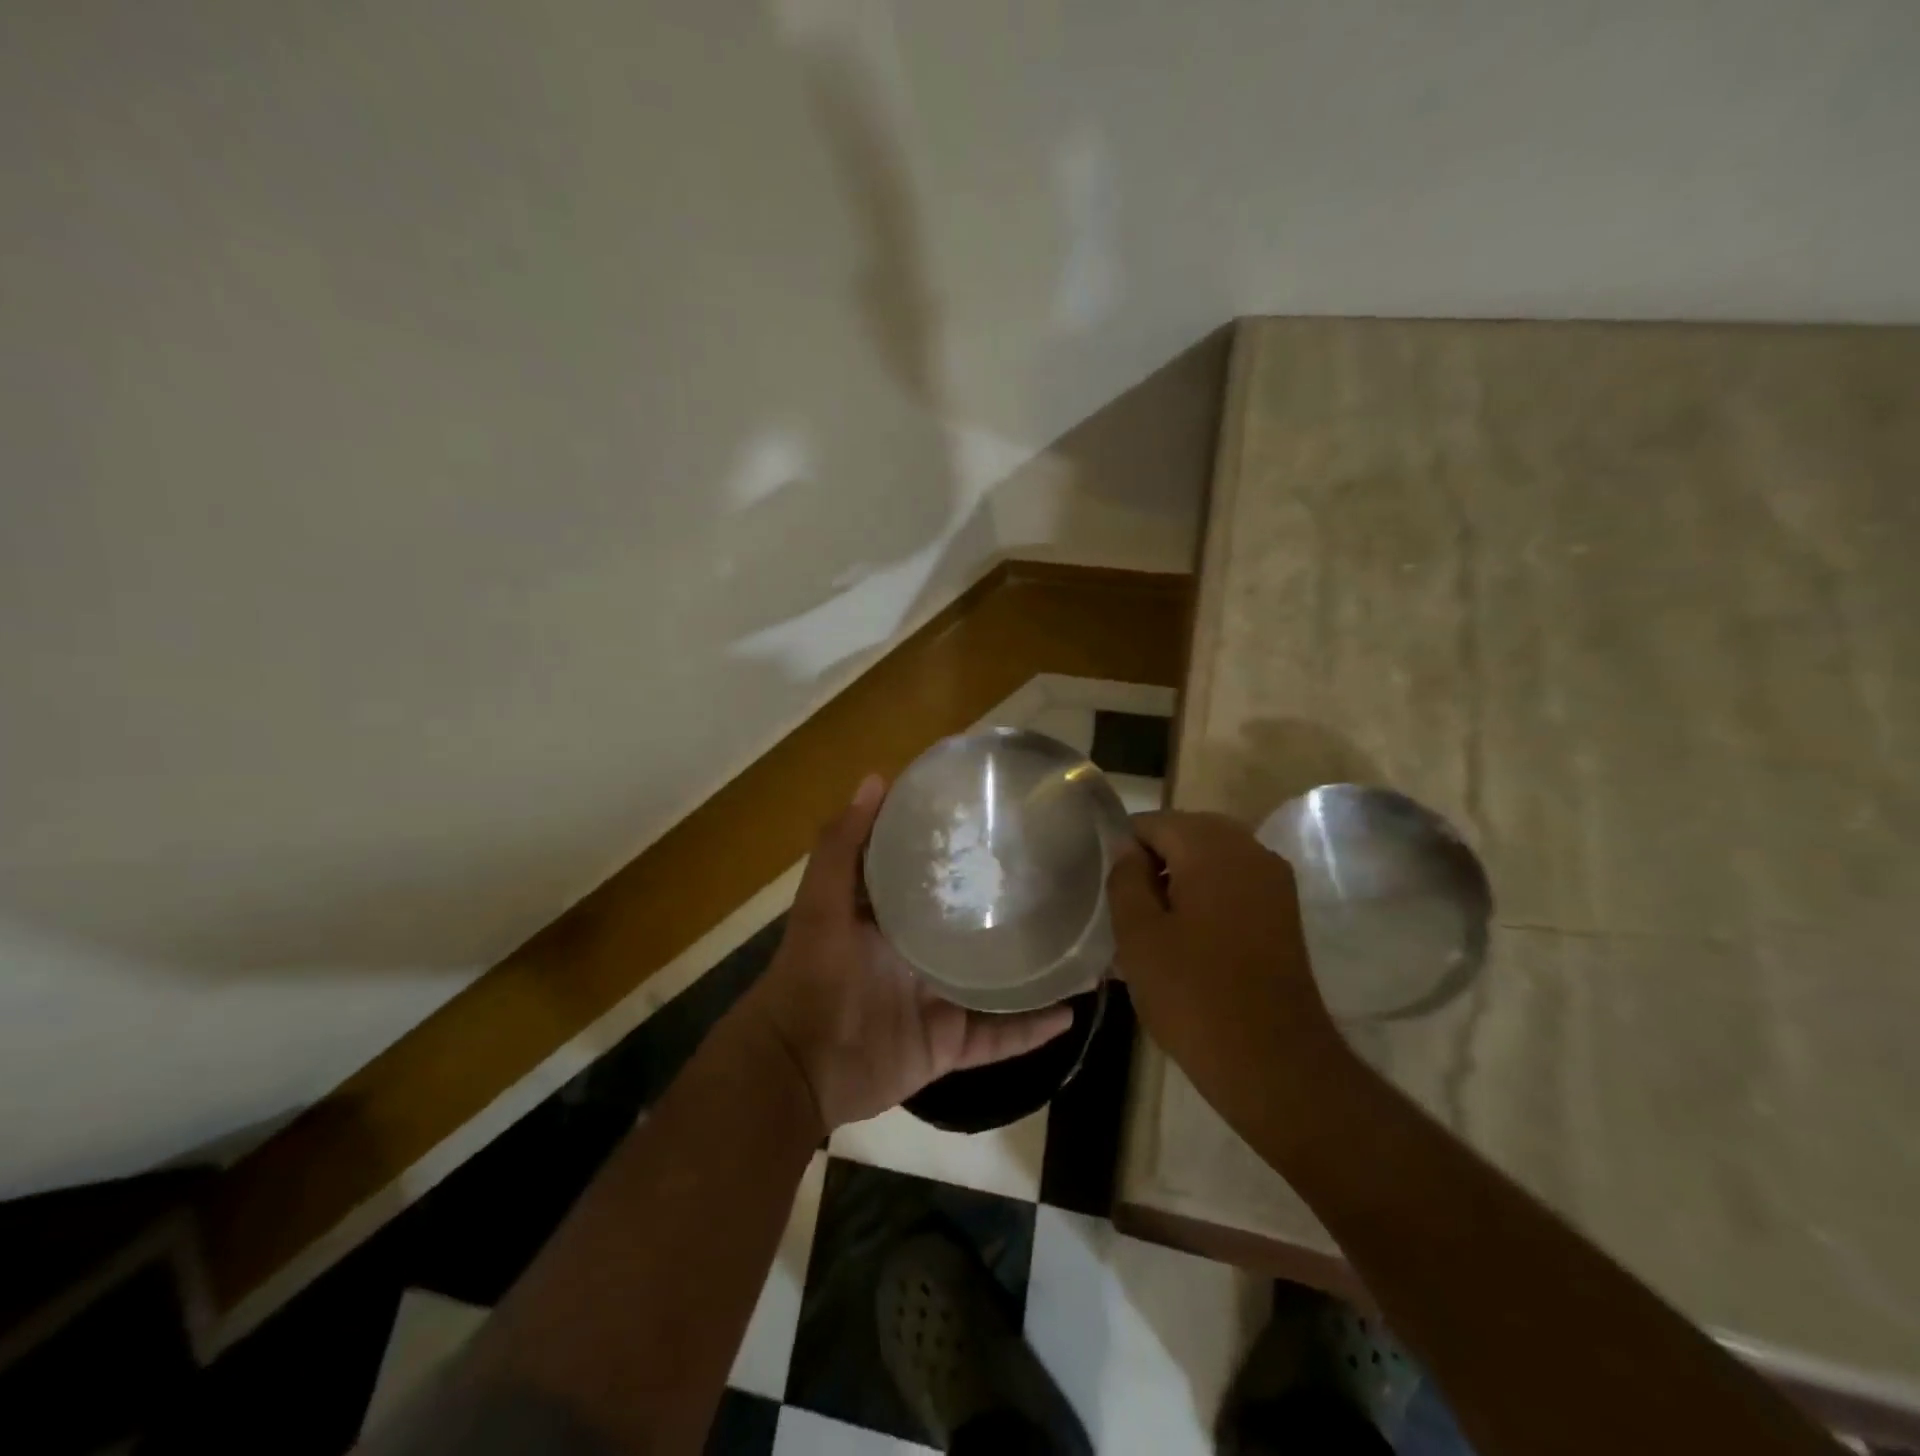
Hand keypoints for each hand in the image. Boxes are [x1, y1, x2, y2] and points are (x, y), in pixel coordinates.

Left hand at [742, 774, 1074, 1133]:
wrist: (797, 1066)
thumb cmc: (811, 974)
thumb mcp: (822, 902)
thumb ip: (843, 845)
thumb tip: (876, 779)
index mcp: (895, 918)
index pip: (939, 878)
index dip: (967, 854)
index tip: (1007, 826)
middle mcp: (922, 955)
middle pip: (975, 929)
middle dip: (1010, 910)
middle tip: (1061, 883)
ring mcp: (938, 1001)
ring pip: (996, 982)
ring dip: (1033, 970)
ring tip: (1080, 946)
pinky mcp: (948, 1044)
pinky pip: (998, 1036)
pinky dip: (1030, 1029)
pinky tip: (1070, 1012)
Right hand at [1106, 811, 1348, 1129]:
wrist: (1275, 1063)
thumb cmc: (1194, 994)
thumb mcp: (1138, 935)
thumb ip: (1125, 878)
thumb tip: (1127, 850)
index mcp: (1211, 846)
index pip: (1151, 823)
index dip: (1123, 852)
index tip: (1110, 893)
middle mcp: (1249, 849)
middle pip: (1183, 836)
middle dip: (1152, 865)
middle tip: (1128, 912)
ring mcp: (1273, 880)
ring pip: (1209, 861)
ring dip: (1178, 883)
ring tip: (1153, 931)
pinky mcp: (1283, 911)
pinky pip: (1232, 885)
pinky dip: (1206, 899)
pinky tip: (1187, 941)